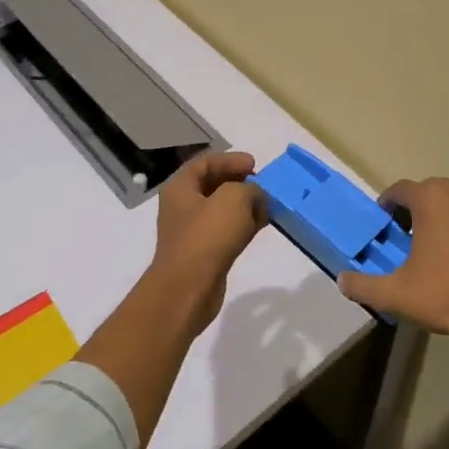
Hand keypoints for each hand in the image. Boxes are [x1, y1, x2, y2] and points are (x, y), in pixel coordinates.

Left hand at [144, 151, 267, 333]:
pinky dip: (243, 225)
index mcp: (180, 188)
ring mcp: (192, 231)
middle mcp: (182, 206)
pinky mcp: (204, 253)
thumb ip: (250, 189)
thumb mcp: (234, 199)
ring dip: (245, 205)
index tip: (254, 164)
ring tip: (268, 205)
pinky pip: (226, 231)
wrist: (188, 289)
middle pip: (213, 185)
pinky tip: (261, 226)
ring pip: (222, 209)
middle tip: (262, 184)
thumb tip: (256, 197)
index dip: (230, 159)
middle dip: (239, 182)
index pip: (205, 162)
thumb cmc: (207, 236)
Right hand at [338, 177, 448, 354]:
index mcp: (433, 198)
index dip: (388, 206)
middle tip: (407, 238)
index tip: (384, 225)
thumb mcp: (395, 294)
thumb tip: (342, 281)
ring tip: (436, 248)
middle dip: (416, 210)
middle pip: (430, 193)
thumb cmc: (446, 296)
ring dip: (444, 217)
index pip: (400, 190)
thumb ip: (362, 285)